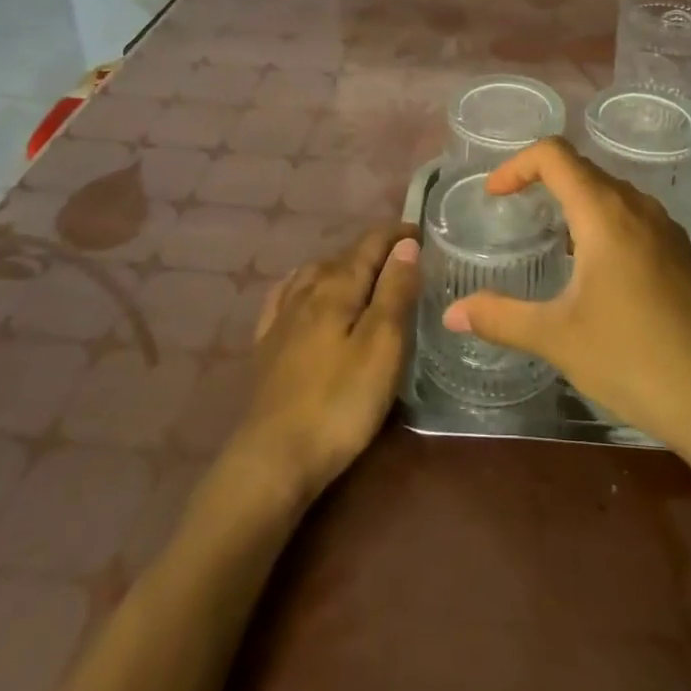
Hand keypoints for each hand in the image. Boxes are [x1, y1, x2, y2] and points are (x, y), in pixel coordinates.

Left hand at [231, 223, 420, 507]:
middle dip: (374, 249)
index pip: (370, 244)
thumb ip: (395, 291)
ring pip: (314, 273)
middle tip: (404, 256)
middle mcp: (306, 291)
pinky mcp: (267, 346)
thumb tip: (406, 245)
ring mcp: (282, 318)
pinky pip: (286, 296)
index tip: (422, 232)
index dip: (396, 234)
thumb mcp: (382, 346)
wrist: (273, 458)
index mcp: (337, 286)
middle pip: (343, 256)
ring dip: (342, 264)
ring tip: (363, 272)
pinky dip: (304, 283)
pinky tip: (303, 291)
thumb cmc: (340, 402)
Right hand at [443, 139, 690, 455]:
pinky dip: (602, 223)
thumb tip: (451, 314)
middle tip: (513, 213)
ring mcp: (666, 230)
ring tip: (550, 242)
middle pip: (583, 170)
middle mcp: (638, 208)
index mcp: (605, 214)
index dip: (517, 165)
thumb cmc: (633, 358)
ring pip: (611, 193)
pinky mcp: (682, 255)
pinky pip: (633, 218)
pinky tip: (594, 272)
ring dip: (575, 202)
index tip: (494, 196)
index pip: (555, 155)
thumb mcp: (557, 338)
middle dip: (542, 181)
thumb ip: (500, 318)